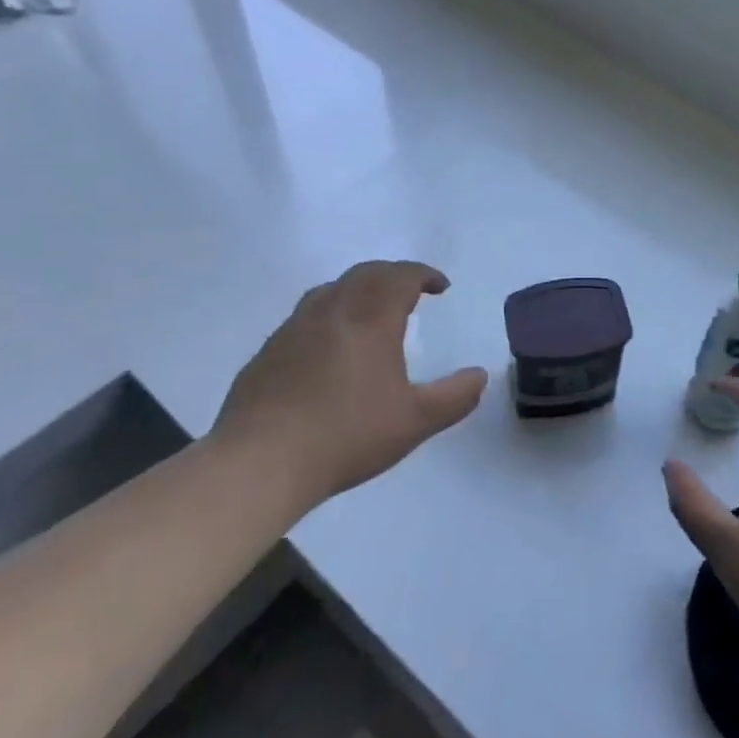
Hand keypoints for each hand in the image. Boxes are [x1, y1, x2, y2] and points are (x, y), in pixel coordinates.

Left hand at [212, 261, 487, 513]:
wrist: (259, 463)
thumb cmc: (346, 436)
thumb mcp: (415, 422)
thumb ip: (454, 397)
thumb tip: (480, 376)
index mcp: (370, 318)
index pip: (401, 276)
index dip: (424, 274)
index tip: (441, 287)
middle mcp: (332, 310)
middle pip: (366, 274)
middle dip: (394, 275)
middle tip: (411, 292)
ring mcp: (294, 328)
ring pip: (332, 290)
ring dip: (359, 290)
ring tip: (371, 312)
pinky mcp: (268, 351)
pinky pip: (306, 316)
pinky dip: (330, 315)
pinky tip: (330, 348)